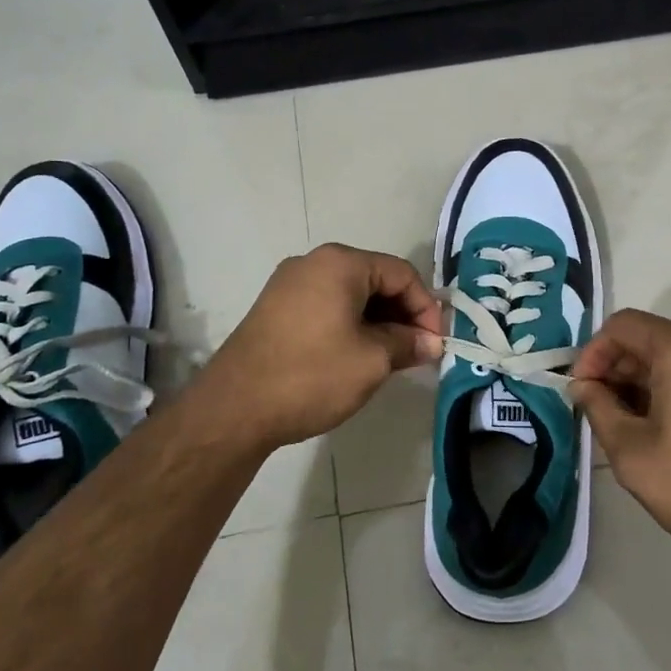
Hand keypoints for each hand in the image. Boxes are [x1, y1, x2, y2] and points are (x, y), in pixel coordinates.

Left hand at [190, 244, 443, 449]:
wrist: (234, 408)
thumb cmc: (312, 376)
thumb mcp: (372, 361)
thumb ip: (408, 344)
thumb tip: (431, 342)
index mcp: (340, 263)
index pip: (401, 273)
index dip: (426, 307)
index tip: (435, 342)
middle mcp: (313, 262)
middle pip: (375, 279)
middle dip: (402, 314)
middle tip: (417, 351)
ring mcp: (289, 283)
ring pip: (350, 294)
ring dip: (377, 321)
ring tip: (390, 357)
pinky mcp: (275, 307)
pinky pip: (326, 306)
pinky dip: (350, 324)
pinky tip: (357, 355)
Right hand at [569, 310, 670, 579]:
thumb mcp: (633, 454)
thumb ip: (599, 409)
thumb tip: (584, 386)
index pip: (623, 325)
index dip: (593, 354)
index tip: (582, 392)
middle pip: (652, 338)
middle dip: (619, 369)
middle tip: (603, 413)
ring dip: (647, 381)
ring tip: (634, 426)